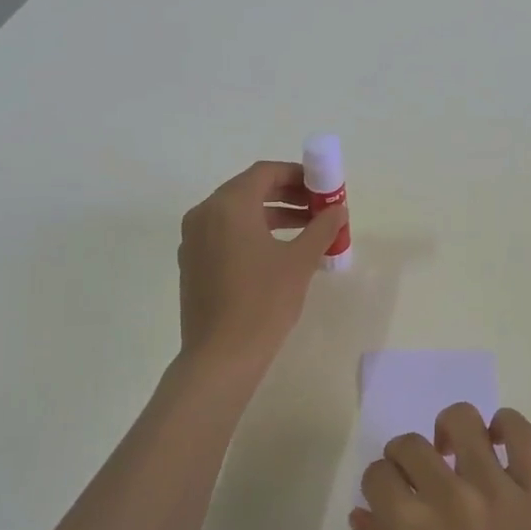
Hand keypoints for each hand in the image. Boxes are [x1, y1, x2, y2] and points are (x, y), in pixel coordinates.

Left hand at [177, 160, 346, 372]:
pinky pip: (225, 234)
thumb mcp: (299, 262)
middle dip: (287, 195)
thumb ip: (321, 228)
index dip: (297, 174)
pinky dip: (252, 233)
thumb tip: (338, 209)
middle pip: (249, 190)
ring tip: (307, 230)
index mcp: (228, 206)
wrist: (221, 356)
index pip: (265, 173)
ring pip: (236, 213)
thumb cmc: (263, 303)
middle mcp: (204, 214)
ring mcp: (193, 239)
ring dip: (272, 215)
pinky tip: (278, 253)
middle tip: (318, 207)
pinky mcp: (192, 263)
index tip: (323, 187)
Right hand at [352, 403, 530, 529]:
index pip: (378, 473)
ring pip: (462, 420)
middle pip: (411, 444)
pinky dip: (505, 425)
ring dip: (448, 432)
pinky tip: (495, 441)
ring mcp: (495, 488)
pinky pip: (521, 433)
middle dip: (405, 459)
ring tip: (454, 454)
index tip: (389, 499)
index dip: (379, 485)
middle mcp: (447, 496)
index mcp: (406, 528)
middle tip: (418, 481)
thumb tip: (363, 511)